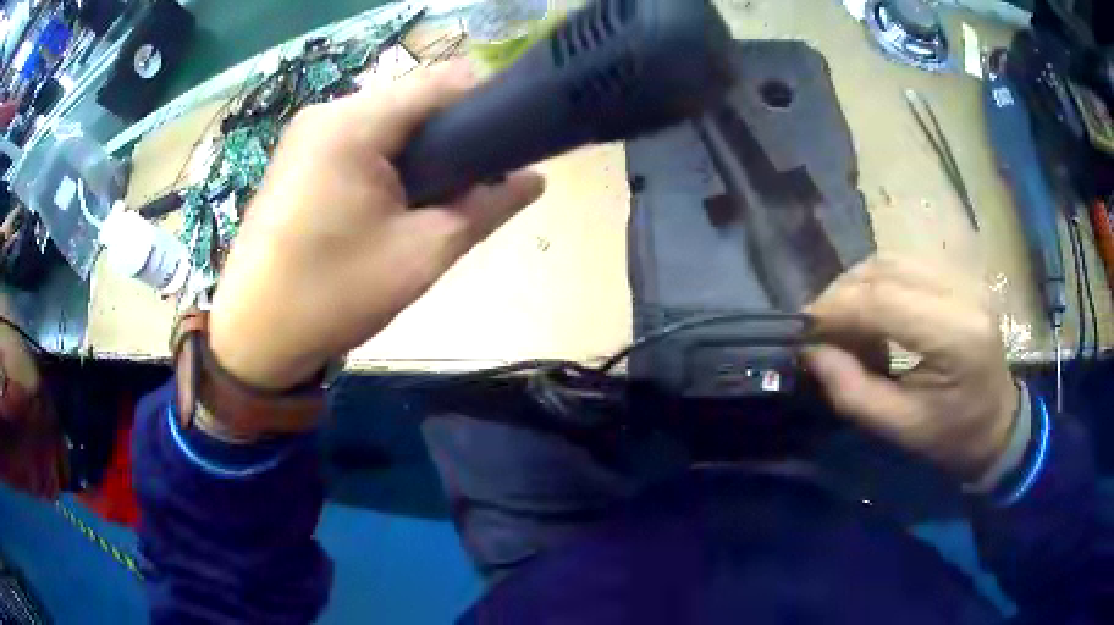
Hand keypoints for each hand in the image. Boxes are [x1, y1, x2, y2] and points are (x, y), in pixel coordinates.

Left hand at [210, 61, 545, 388]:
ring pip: (388, 118)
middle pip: (415, 98)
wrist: (253, 338)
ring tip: (425, 202)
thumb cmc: (333, 296)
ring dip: (419, 150)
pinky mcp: (297, 154)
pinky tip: (387, 203)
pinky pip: (359, 137)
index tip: (504, 151)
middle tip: (464, 190)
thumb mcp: (421, 255)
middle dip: (450, 135)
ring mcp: (307, 131)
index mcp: (356, 124)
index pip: (445, 81)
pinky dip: (387, 159)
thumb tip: (534, 180)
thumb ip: (486, 208)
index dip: (486, 107)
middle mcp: (328, 111)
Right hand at [804, 256, 1018, 479]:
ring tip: (844, 321)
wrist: (997, 422)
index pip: (883, 300)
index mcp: (956, 336)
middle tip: (819, 328)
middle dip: (842, 293)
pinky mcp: (960, 275)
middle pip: (885, 269)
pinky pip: (906, 264)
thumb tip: (811, 351)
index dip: (836, 308)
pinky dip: (878, 282)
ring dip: (858, 285)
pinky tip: (872, 310)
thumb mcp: (900, 428)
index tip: (804, 330)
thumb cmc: (952, 436)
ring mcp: (964, 278)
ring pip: (892, 259)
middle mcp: (963, 292)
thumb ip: (852, 391)